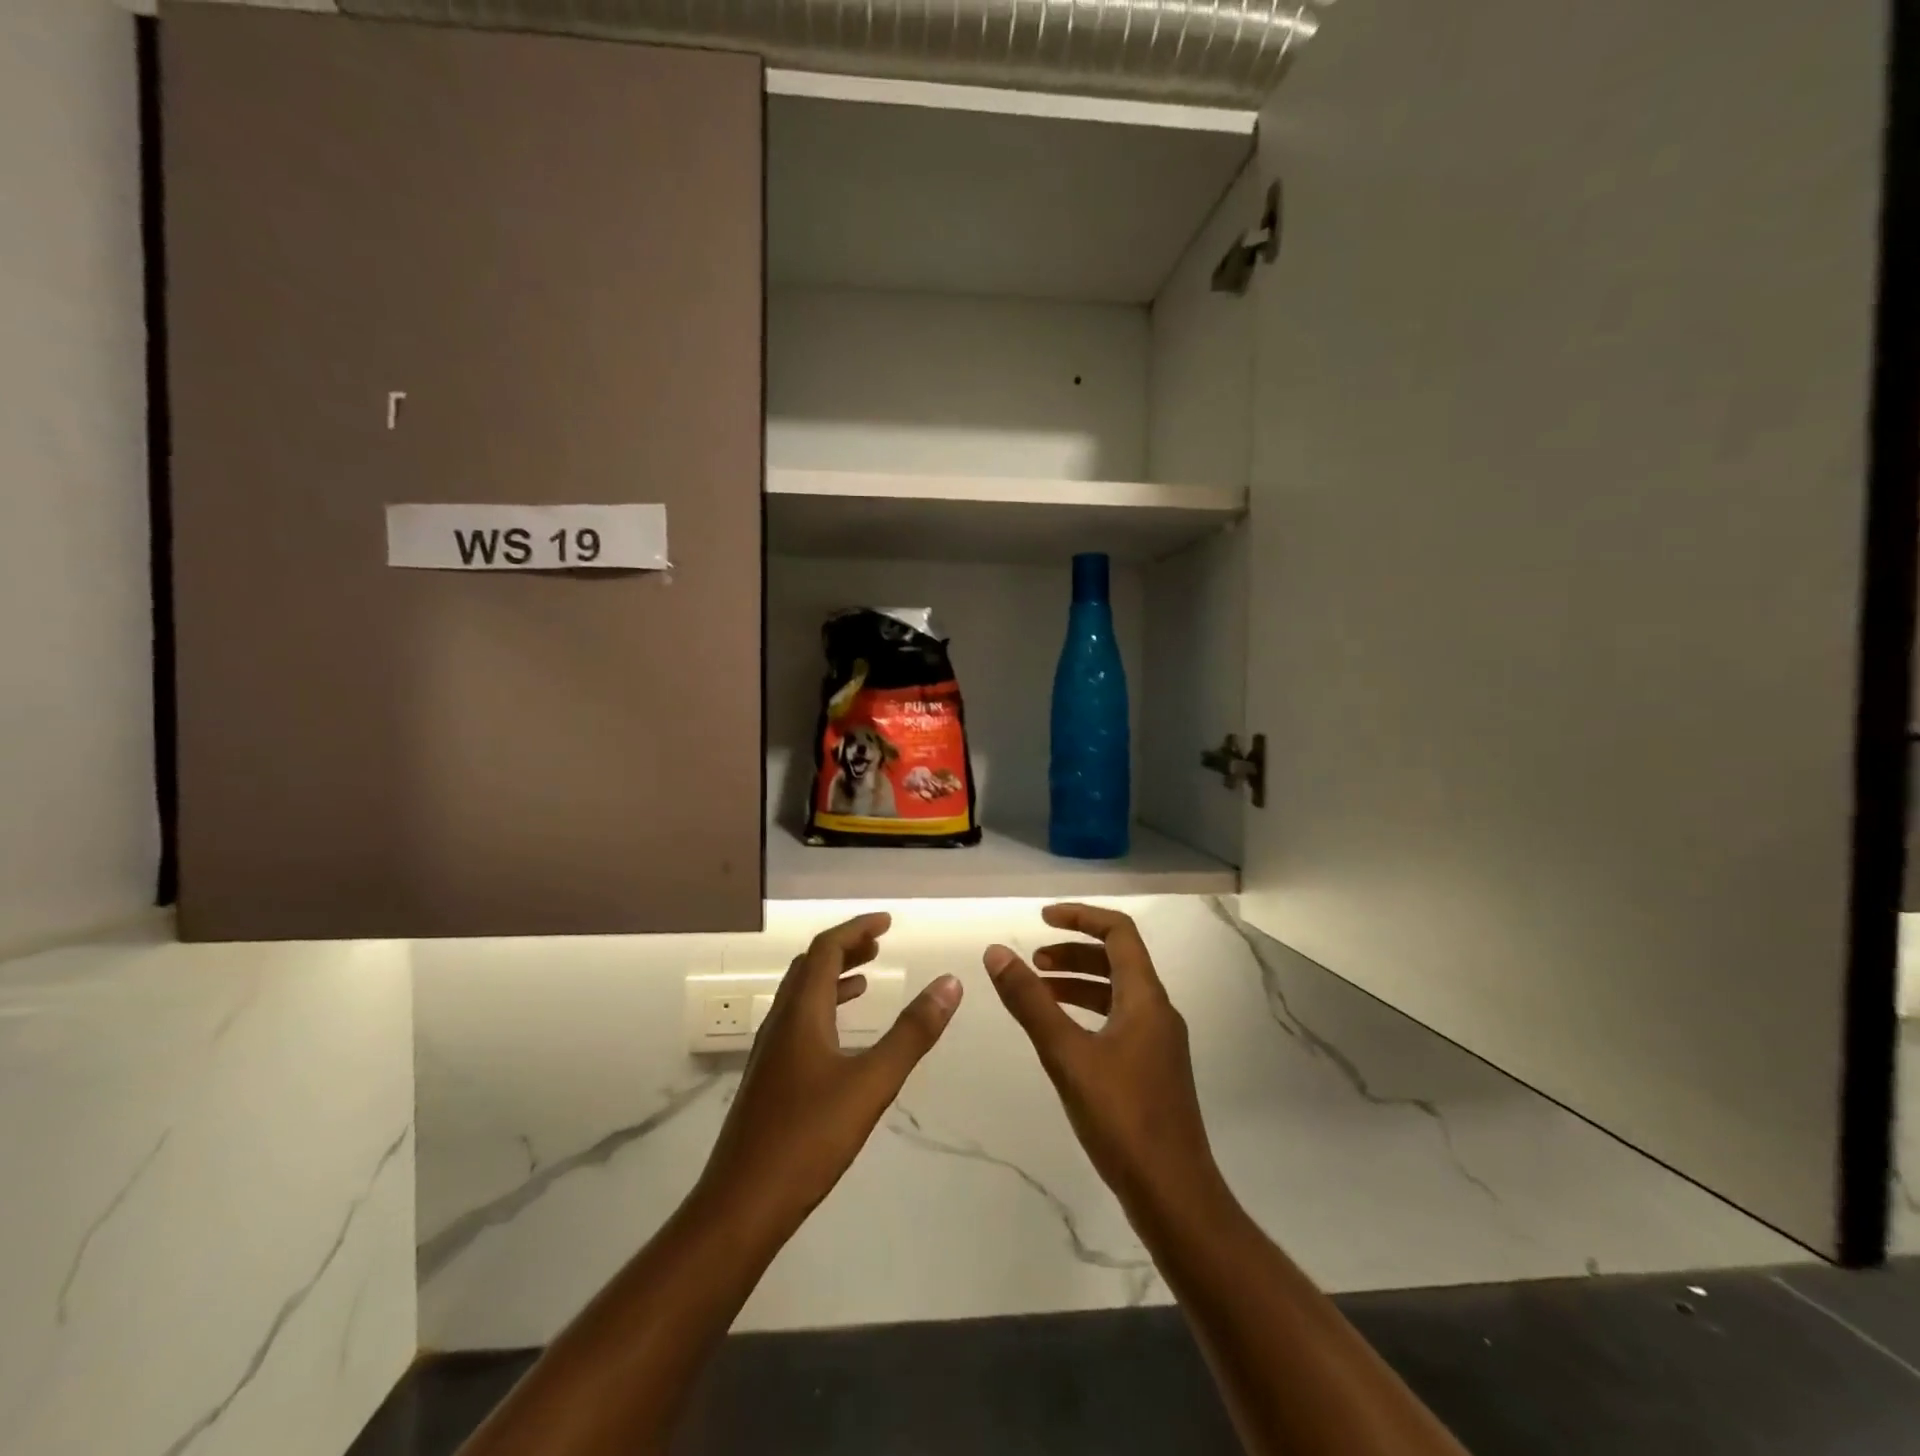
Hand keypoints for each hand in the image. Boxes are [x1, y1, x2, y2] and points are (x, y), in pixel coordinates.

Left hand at [698, 912, 961, 1238]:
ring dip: (834, 978)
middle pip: (809, 967)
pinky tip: (843, 1036)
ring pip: (801, 996)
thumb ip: (912, 1033)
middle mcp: (780, 1023)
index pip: (825, 950)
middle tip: (880, 944)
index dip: (855, 928)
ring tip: (868, 979)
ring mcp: (771, 1053)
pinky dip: (825, 1010)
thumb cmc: (809, 1138)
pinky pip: (799, 1024)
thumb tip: (950, 982)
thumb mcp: (872, 1083)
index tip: (887, 921)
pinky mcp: (769, 1080)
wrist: (741, 1206)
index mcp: (801, 1013)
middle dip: (845, 949)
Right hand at [984, 904, 1220, 1220]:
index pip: (1119, 932)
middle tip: (1032, 962)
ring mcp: (1158, 1044)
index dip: (1081, 917)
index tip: (1042, 919)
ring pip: (1116, 994)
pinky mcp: (1152, 1071)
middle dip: (1073, 953)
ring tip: (1038, 993)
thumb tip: (997, 953)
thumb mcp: (1067, 1055)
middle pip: (1117, 960)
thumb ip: (1031, 1002)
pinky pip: (1117, 1022)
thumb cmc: (1122, 1118)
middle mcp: (1158, 1012)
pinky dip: (1086, 1014)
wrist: (1175, 1196)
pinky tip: (1061, 1037)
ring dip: (1077, 984)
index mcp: (1146, 998)